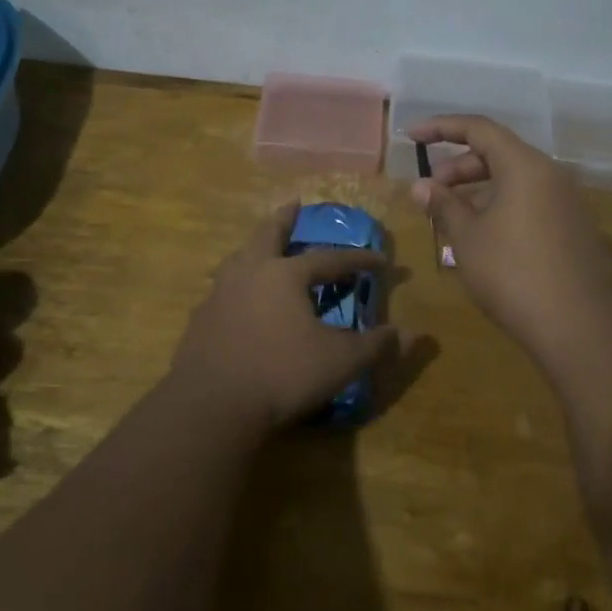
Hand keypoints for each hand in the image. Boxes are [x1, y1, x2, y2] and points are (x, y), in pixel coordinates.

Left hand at [170, 203, 400, 431]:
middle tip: (294, 204)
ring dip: (255, 248)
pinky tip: (239, 300)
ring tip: (262, 248)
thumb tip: (411, 335)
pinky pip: (223, 291)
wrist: (212, 406)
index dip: (358, 259)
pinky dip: (237, 286)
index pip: (329, 259)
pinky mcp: (200, 320)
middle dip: (284, 219)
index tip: (381, 260)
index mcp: (284, 275)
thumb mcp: (339, 362)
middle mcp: (249, 273)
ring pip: (239, 258)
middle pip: (268, 235)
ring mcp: (220, 294)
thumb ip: (375, 346)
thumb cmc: (282, 374)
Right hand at [410, 116, 611, 379]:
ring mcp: (571, 204)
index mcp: (525, 166)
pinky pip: (534, 204)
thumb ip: (443, 205)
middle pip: (499, 154)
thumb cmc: (515, 275)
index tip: (412, 136)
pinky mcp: (580, 232)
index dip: (441, 127)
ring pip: (518, 182)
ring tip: (455, 219)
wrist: (585, 331)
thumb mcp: (468, 239)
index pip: (479, 128)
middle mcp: (553, 176)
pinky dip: (505, 209)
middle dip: (459, 167)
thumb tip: (421, 185)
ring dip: (481, 191)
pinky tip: (489, 241)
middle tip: (432, 192)